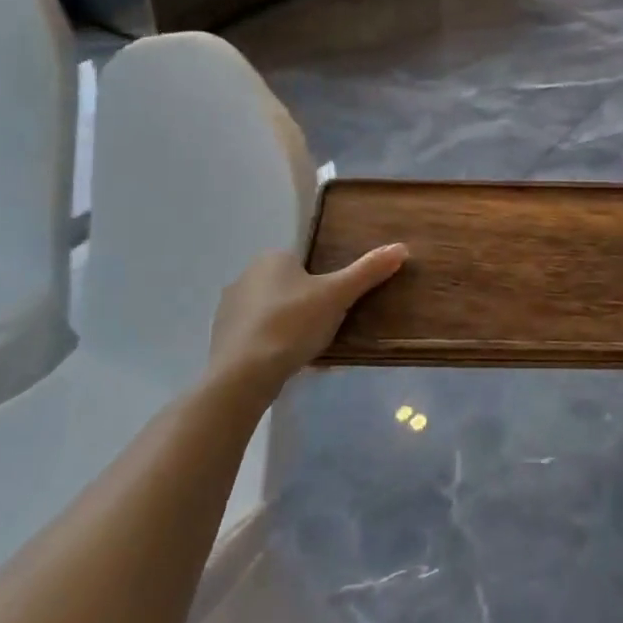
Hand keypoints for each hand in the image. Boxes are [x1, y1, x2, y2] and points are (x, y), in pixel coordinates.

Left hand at [209, 244, 407, 394]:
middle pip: (288, 288)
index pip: (304, 263)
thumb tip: (401, 247)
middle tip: (327, 330)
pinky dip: (271, 347)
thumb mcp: (337, 295)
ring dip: (288, 328)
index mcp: (271, 258)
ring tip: (308, 352)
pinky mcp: (221, 339)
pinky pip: (256, 337)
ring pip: (271, 313)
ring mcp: (229, 309)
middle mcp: (246, 276)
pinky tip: (285, 365)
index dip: (322, 284)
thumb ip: (367, 271)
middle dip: (307, 307)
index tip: (335, 306)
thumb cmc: (292, 324)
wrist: (242, 375)